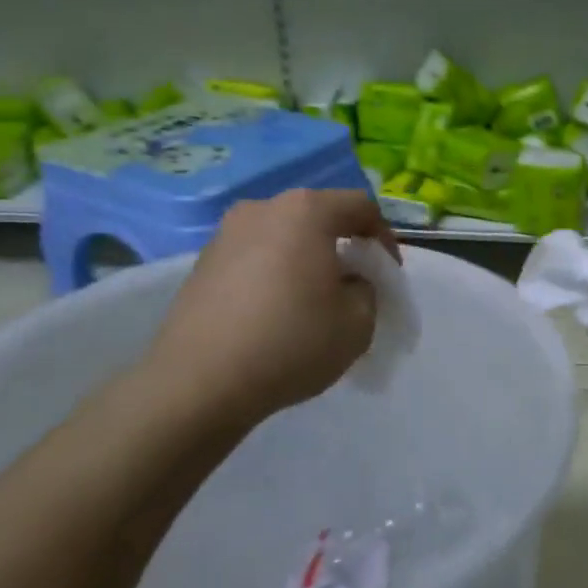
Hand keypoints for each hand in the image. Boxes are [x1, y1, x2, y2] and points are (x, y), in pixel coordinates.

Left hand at [141, 189, 399, 430]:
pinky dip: (274, 273)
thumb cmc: (291, 342)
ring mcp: (226, 233)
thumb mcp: (358, 323)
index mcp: (306, 211)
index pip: (361, 206)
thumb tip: (347, 282)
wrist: (199, 381)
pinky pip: (254, 256)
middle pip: (318, 216)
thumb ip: (366, 290)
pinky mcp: (202, 262)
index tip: (388, 273)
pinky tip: (275, 312)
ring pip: (283, 236)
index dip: (384, 238)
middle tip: (354, 285)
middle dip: (343, 245)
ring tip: (312, 300)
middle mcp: (263, 208)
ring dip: (306, 259)